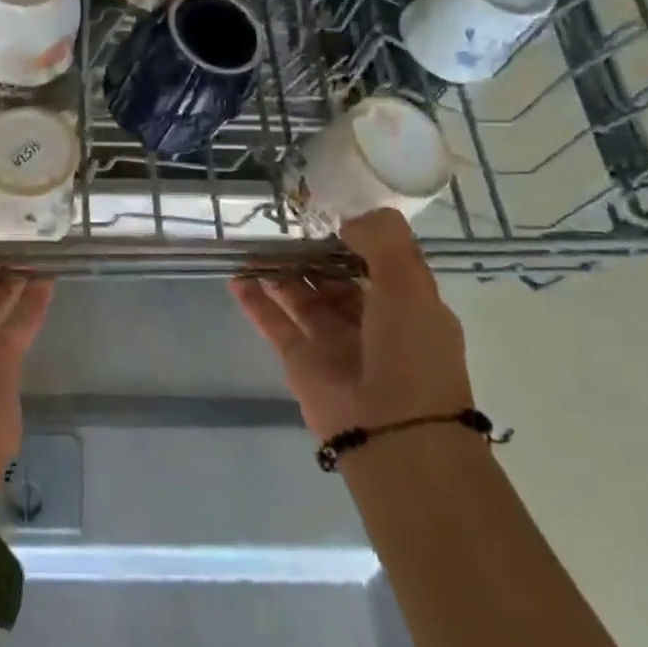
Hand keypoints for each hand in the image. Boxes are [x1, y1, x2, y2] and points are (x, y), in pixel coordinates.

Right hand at [230, 209, 471, 440]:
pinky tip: (236, 277)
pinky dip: (255, 300)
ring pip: (301, 296)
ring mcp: (332, 341)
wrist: (394, 435)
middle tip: (283, 224)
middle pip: (334, 276)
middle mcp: (369, 320)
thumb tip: (347, 219)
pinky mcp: (300, 360)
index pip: (378, 261)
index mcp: (406, 305)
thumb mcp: (410, 286)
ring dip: (280, 271)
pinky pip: (273, 322)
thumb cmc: (411, 355)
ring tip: (254, 244)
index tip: (327, 211)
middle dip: (312, 252)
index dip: (355, 236)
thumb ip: (383, 242)